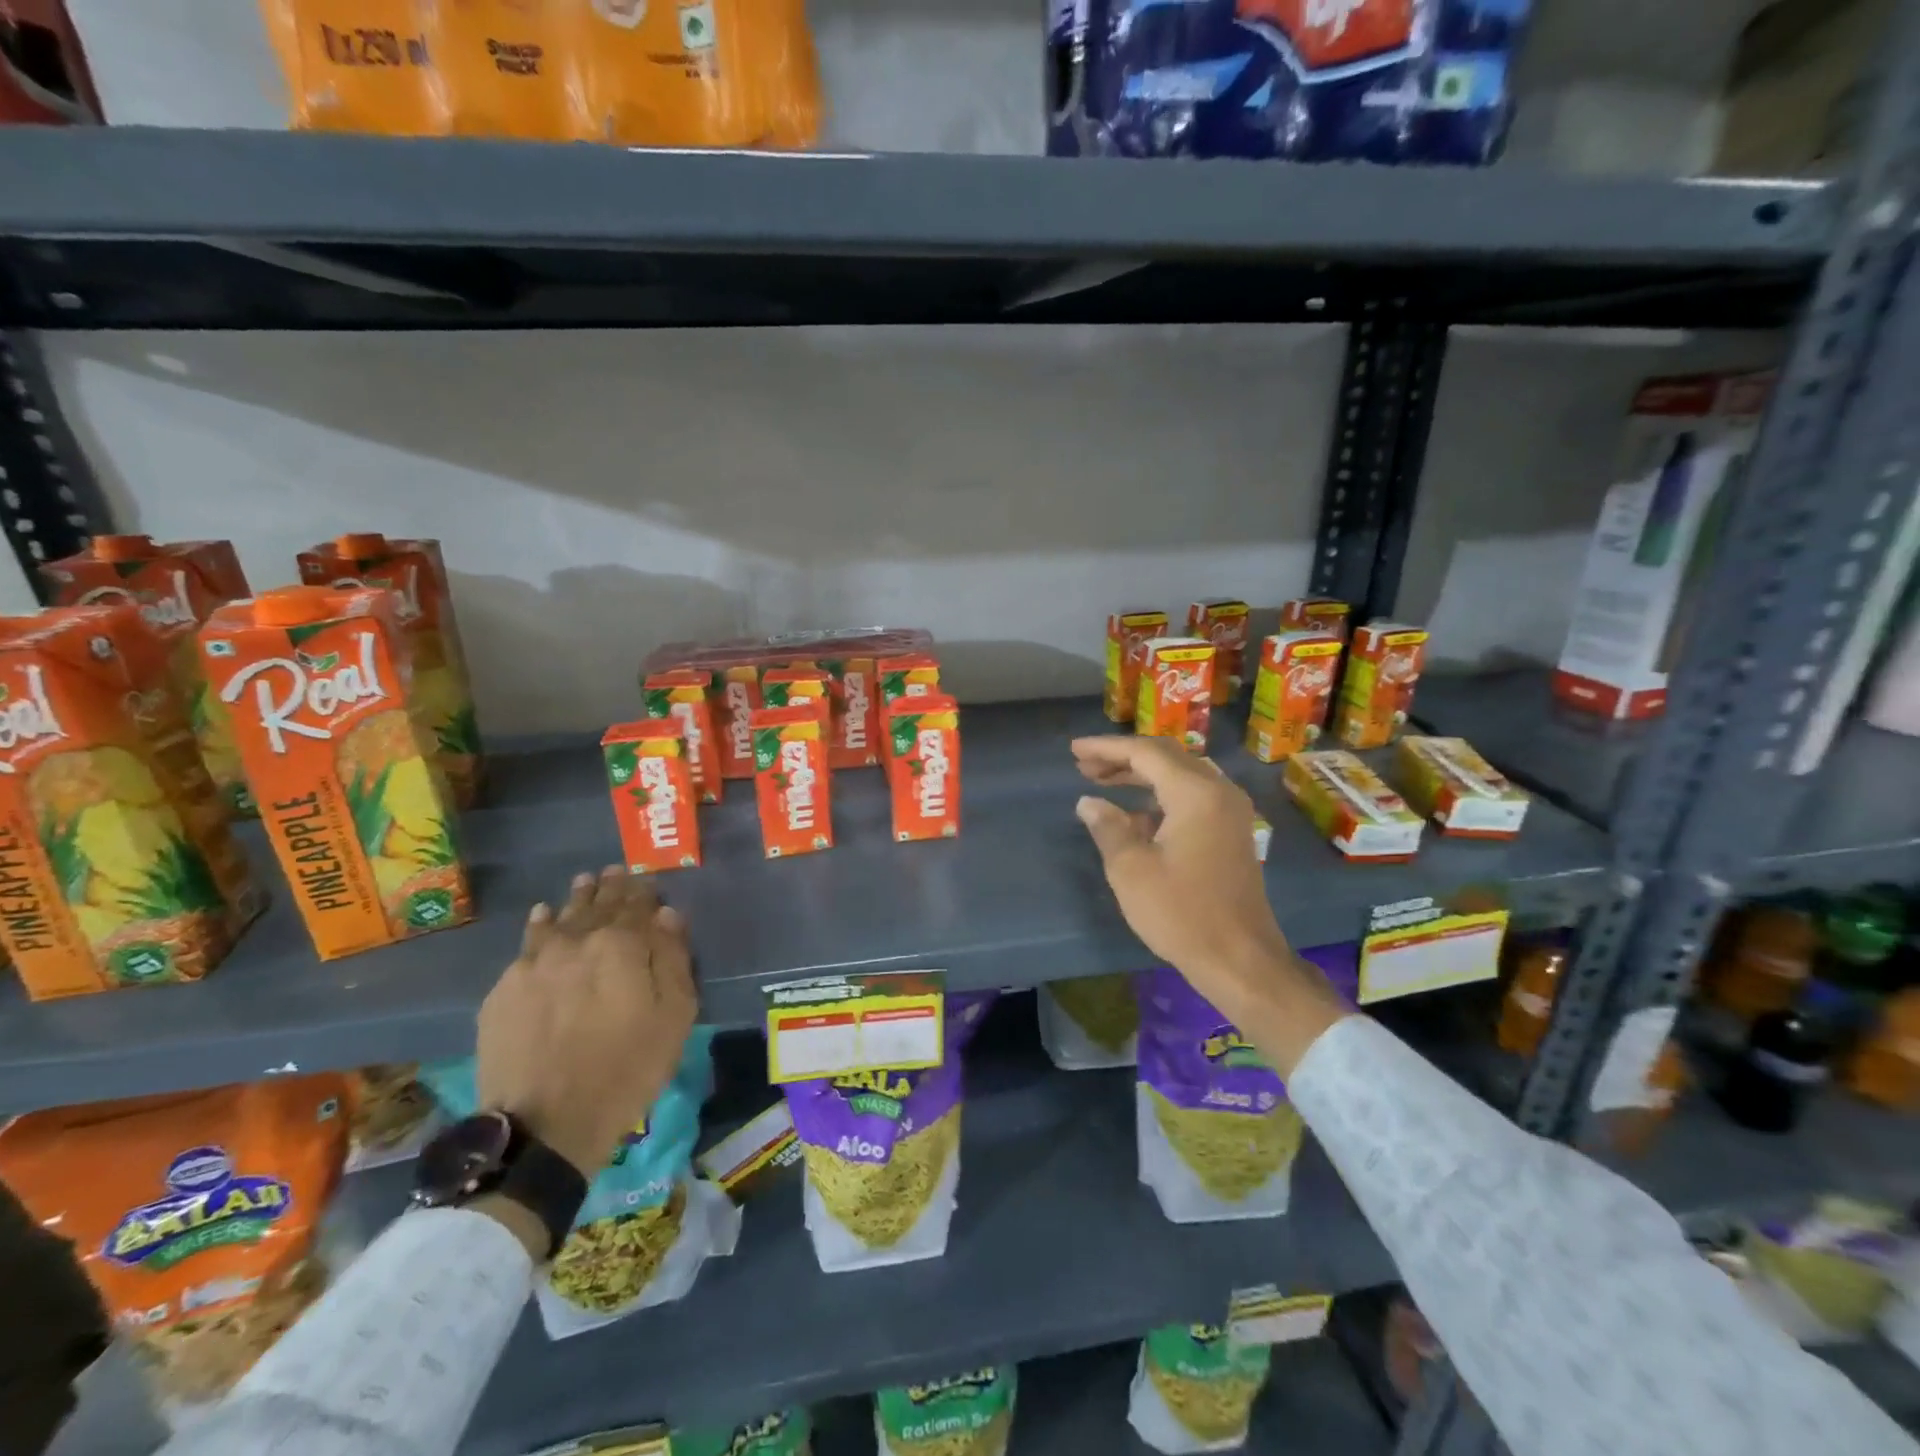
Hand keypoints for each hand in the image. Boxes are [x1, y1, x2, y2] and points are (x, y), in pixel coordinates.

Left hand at [477, 867, 696, 1177]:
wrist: (545, 1125)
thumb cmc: (627, 1069)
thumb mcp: (674, 1016)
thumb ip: (674, 959)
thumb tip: (667, 915)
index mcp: (622, 944)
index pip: (636, 904)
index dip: (643, 891)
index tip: (646, 880)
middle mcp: (575, 942)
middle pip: (595, 904)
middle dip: (608, 887)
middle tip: (612, 871)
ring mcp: (533, 964)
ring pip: (557, 918)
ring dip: (573, 899)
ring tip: (581, 885)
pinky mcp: (502, 991)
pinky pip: (526, 946)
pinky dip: (539, 926)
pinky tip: (542, 919)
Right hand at [1071, 736, 1347, 1073]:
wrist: (1240, 959)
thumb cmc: (1181, 913)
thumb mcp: (1131, 870)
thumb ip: (1108, 827)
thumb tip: (1089, 802)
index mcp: (1196, 793)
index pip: (1145, 753)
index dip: (1106, 748)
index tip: (1074, 750)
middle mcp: (1219, 792)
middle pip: (1166, 757)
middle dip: (1123, 758)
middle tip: (1084, 765)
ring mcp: (1230, 812)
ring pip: (1180, 776)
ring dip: (1141, 776)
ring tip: (1102, 782)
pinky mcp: (1232, 832)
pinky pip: (1193, 796)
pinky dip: (1161, 796)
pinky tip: (1134, 815)